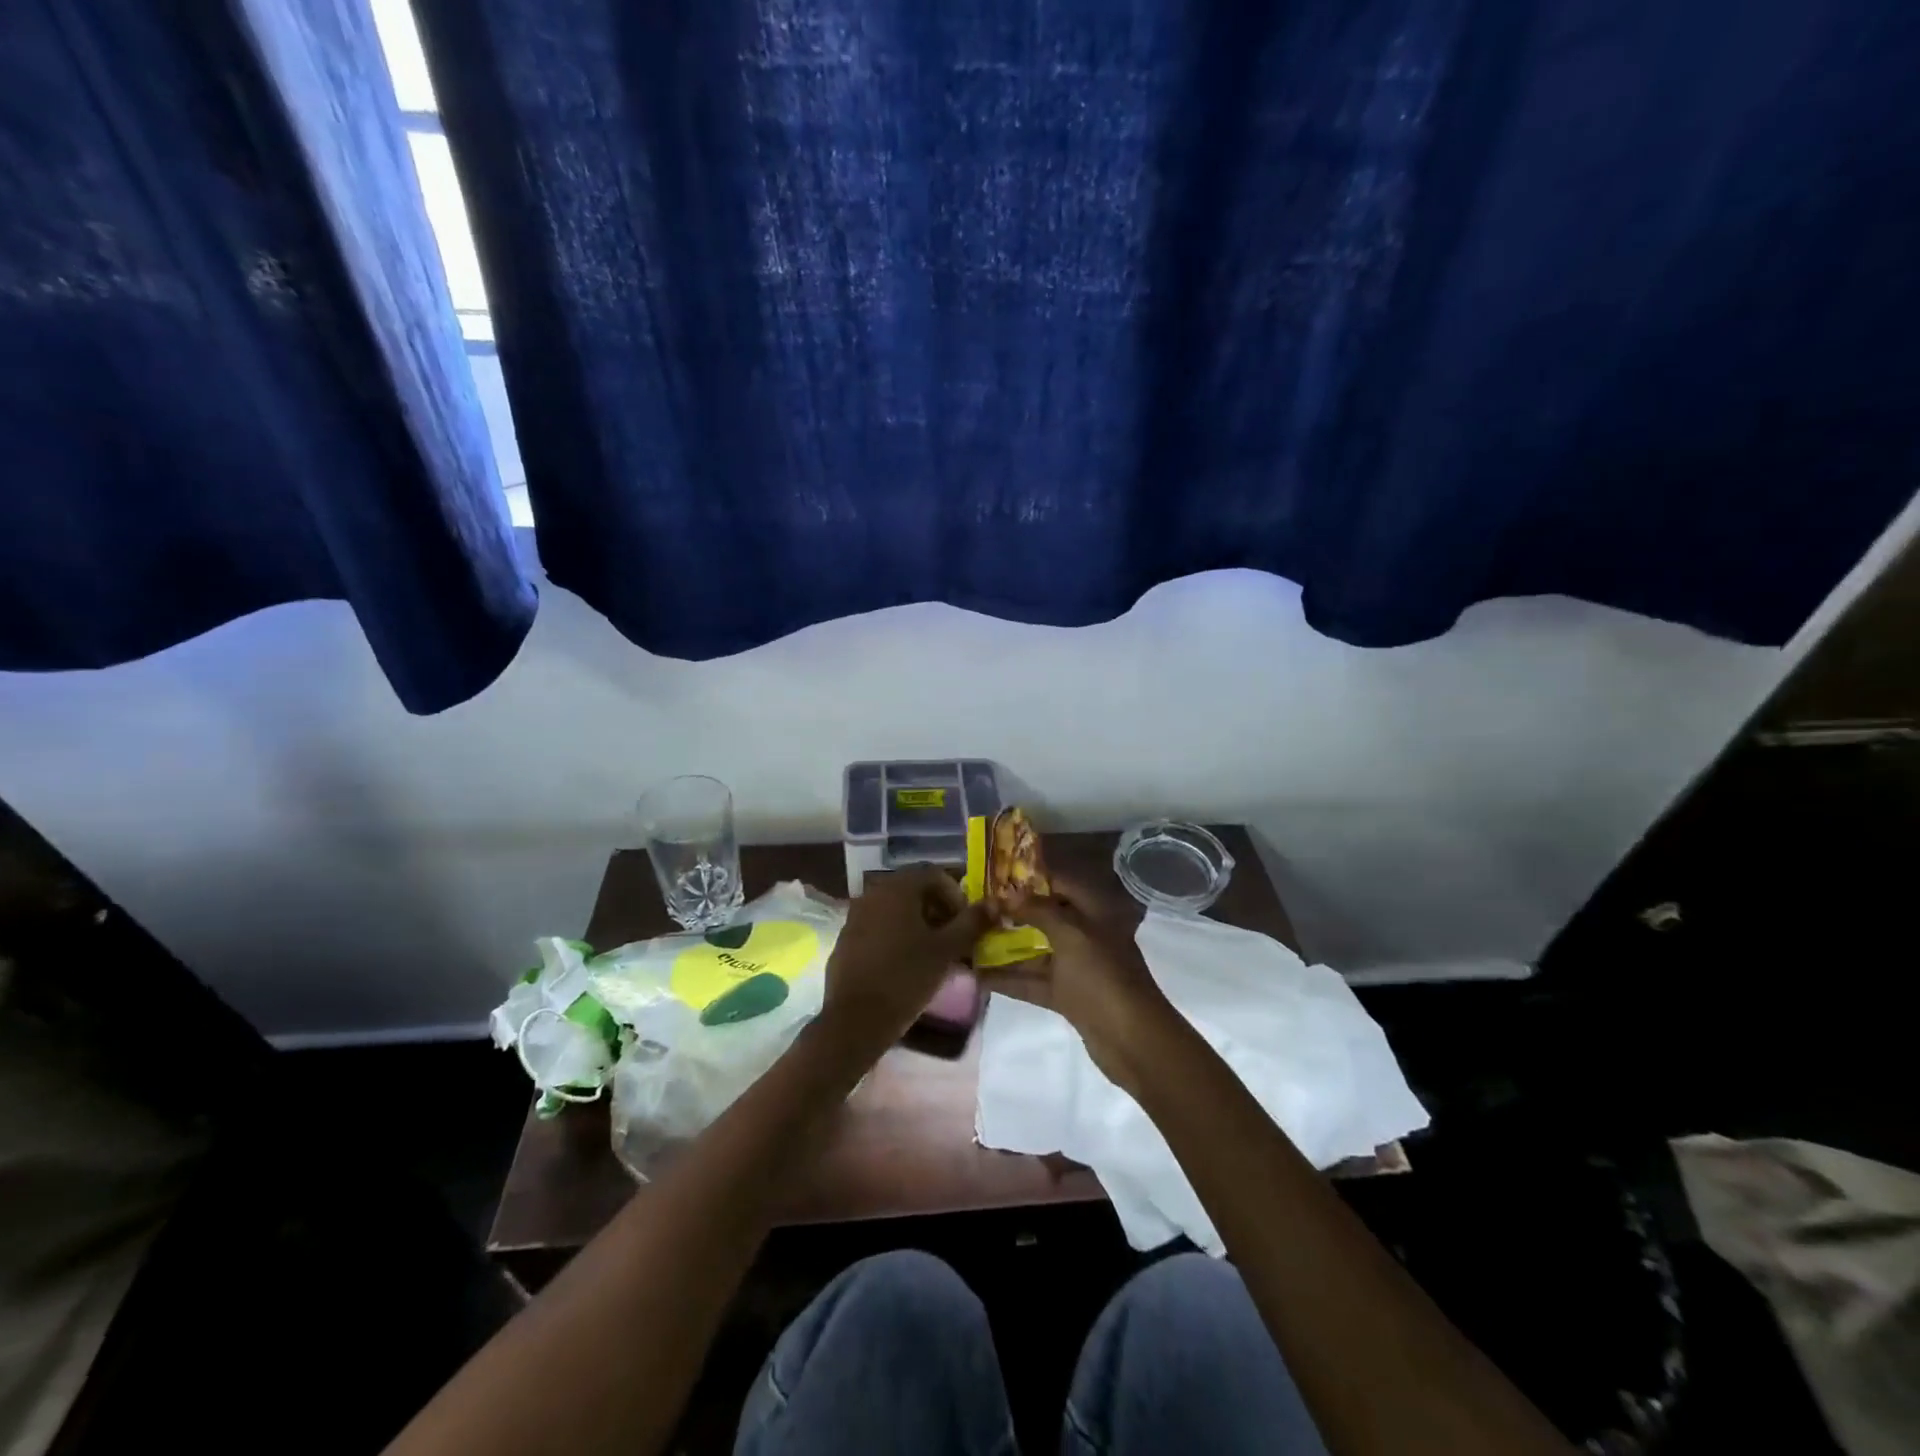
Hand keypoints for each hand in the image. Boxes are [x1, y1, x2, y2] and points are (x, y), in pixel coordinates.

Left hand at [819, 867, 993, 1056]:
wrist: (854, 1020)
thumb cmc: (906, 977)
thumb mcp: (946, 950)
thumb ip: (971, 923)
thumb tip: (995, 903)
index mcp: (897, 888)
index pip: (935, 876)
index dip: (956, 897)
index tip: (967, 925)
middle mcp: (874, 893)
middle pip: (915, 891)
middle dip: (939, 911)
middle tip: (954, 940)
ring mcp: (856, 916)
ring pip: (897, 910)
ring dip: (919, 925)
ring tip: (934, 955)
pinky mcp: (847, 939)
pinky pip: (879, 927)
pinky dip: (898, 936)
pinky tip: (907, 965)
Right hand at [987, 872, 1176, 1088]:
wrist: (1133, 1040)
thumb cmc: (1102, 977)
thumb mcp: (1071, 935)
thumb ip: (1038, 910)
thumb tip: (1008, 892)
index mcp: (1095, 911)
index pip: (1060, 882)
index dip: (1029, 877)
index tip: (994, 876)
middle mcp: (1087, 933)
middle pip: (1046, 915)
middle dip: (1013, 912)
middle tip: (976, 907)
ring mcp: (1078, 966)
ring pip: (1037, 949)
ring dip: (1006, 947)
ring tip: (969, 940)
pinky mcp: (1068, 996)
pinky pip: (1035, 981)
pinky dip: (1010, 978)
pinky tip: (978, 976)